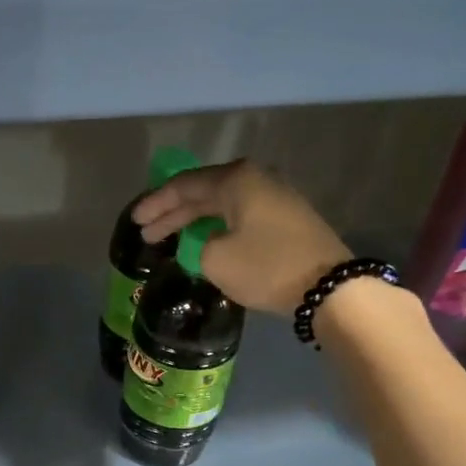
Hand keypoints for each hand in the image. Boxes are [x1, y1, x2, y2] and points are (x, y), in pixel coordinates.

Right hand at [134, 160, 351, 315]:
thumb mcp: (216, 259)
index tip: (135, 221)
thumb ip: (199, 246)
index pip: (185, 185)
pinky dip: (217, 227)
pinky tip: (205, 241)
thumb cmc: (267, 266)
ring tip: (171, 238)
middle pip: (204, 193)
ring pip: (223, 205)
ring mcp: (276, 197)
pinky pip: (241, 216)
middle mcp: (256, 179)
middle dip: (173, 213)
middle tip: (147, 233)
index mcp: (236, 179)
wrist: (330, 287)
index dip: (156, 204)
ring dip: (195, 221)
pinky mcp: (287, 220)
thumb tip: (209, 244)